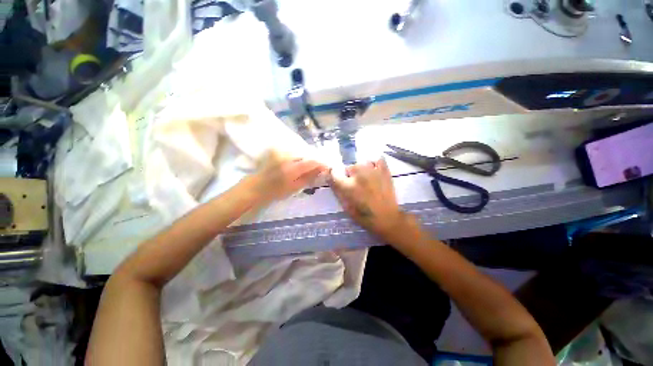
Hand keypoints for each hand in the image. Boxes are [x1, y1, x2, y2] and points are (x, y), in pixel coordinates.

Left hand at [250, 150, 326, 202]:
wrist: (257, 186)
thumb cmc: (277, 191)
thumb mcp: (295, 187)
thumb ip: (309, 177)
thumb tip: (322, 170)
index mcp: (292, 169)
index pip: (312, 162)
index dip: (321, 163)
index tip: (327, 167)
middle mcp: (287, 157)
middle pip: (306, 154)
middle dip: (314, 160)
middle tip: (319, 167)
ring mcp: (281, 152)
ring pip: (300, 151)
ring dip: (307, 157)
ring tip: (309, 165)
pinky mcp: (277, 150)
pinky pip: (293, 150)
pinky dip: (299, 155)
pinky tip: (299, 162)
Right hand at [329, 158, 416, 241]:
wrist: (387, 218)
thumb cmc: (364, 216)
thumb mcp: (346, 207)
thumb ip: (337, 191)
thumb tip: (329, 178)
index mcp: (348, 186)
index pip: (333, 173)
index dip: (333, 176)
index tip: (336, 180)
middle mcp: (359, 175)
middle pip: (349, 168)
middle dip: (349, 176)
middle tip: (355, 185)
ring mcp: (373, 171)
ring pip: (361, 163)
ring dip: (361, 170)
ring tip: (366, 180)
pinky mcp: (385, 171)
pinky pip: (377, 160)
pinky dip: (375, 164)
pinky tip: (375, 172)